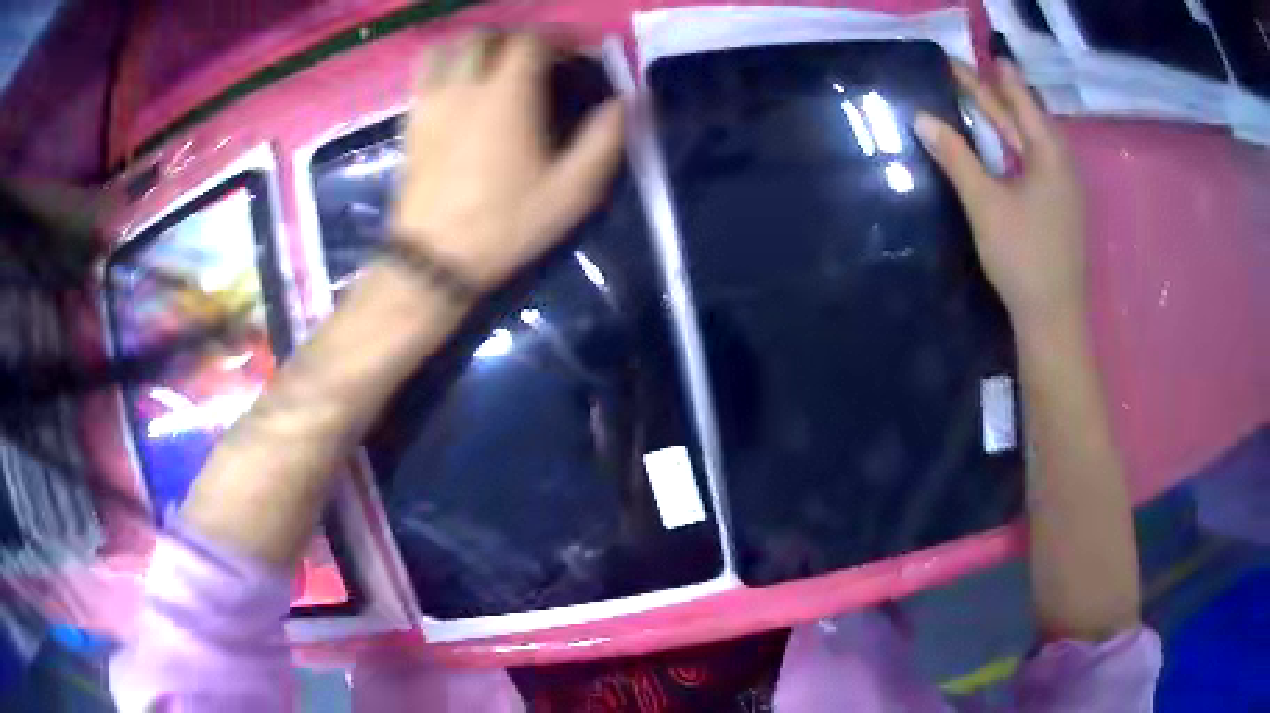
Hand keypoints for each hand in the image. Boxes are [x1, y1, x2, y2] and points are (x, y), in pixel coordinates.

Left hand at [392, 32, 625, 290]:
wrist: (435, 258)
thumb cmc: (506, 224)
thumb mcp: (572, 192)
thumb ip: (604, 141)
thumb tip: (624, 102)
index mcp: (508, 95)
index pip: (531, 40)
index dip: (557, 38)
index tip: (573, 51)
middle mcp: (466, 86)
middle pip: (486, 36)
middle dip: (514, 38)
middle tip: (534, 57)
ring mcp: (432, 101)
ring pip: (448, 48)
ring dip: (475, 46)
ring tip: (492, 63)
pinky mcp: (412, 121)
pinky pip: (424, 74)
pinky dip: (444, 66)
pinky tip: (457, 86)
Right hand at [914, 61, 1086, 331]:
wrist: (1053, 319)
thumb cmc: (1022, 258)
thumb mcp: (985, 203)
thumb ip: (956, 157)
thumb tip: (922, 118)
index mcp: (1049, 154)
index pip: (1015, 100)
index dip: (986, 77)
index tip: (957, 59)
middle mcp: (1062, 163)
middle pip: (1025, 117)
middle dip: (994, 93)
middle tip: (962, 72)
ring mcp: (1065, 187)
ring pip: (1033, 139)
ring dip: (1006, 117)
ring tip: (981, 98)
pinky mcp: (1061, 206)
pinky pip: (1037, 160)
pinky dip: (1015, 144)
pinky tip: (1003, 145)